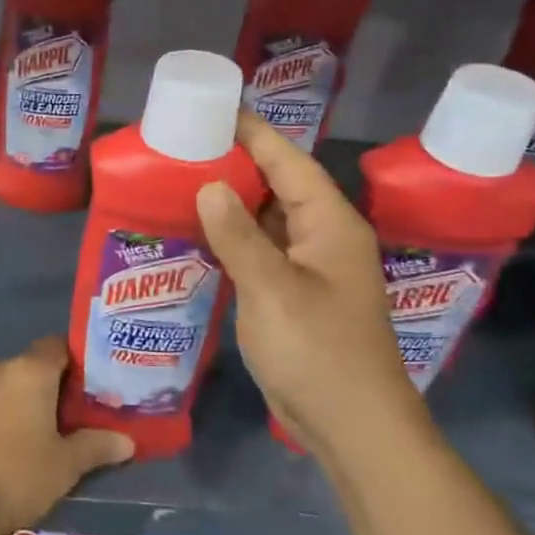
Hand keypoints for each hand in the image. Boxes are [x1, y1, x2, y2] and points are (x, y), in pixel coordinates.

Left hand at [0, 336, 133, 534]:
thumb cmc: (17, 477)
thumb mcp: (65, 466)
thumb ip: (97, 446)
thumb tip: (127, 441)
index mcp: (30, 371)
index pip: (57, 346)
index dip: (72, 362)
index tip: (82, 387)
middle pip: (28, 366)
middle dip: (42, 387)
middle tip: (58, 419)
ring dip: (11, 398)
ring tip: (22, 433)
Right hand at [195, 113, 418, 454]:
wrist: (352, 426)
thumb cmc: (318, 351)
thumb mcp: (272, 289)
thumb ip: (238, 236)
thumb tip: (209, 186)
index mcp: (330, 224)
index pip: (289, 161)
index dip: (253, 133)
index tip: (214, 108)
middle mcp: (323, 237)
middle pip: (278, 185)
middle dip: (236, 162)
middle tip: (185, 144)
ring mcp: (309, 268)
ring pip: (266, 219)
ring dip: (231, 201)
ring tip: (182, 180)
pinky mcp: (293, 294)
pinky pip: (260, 250)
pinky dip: (231, 237)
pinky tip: (198, 234)